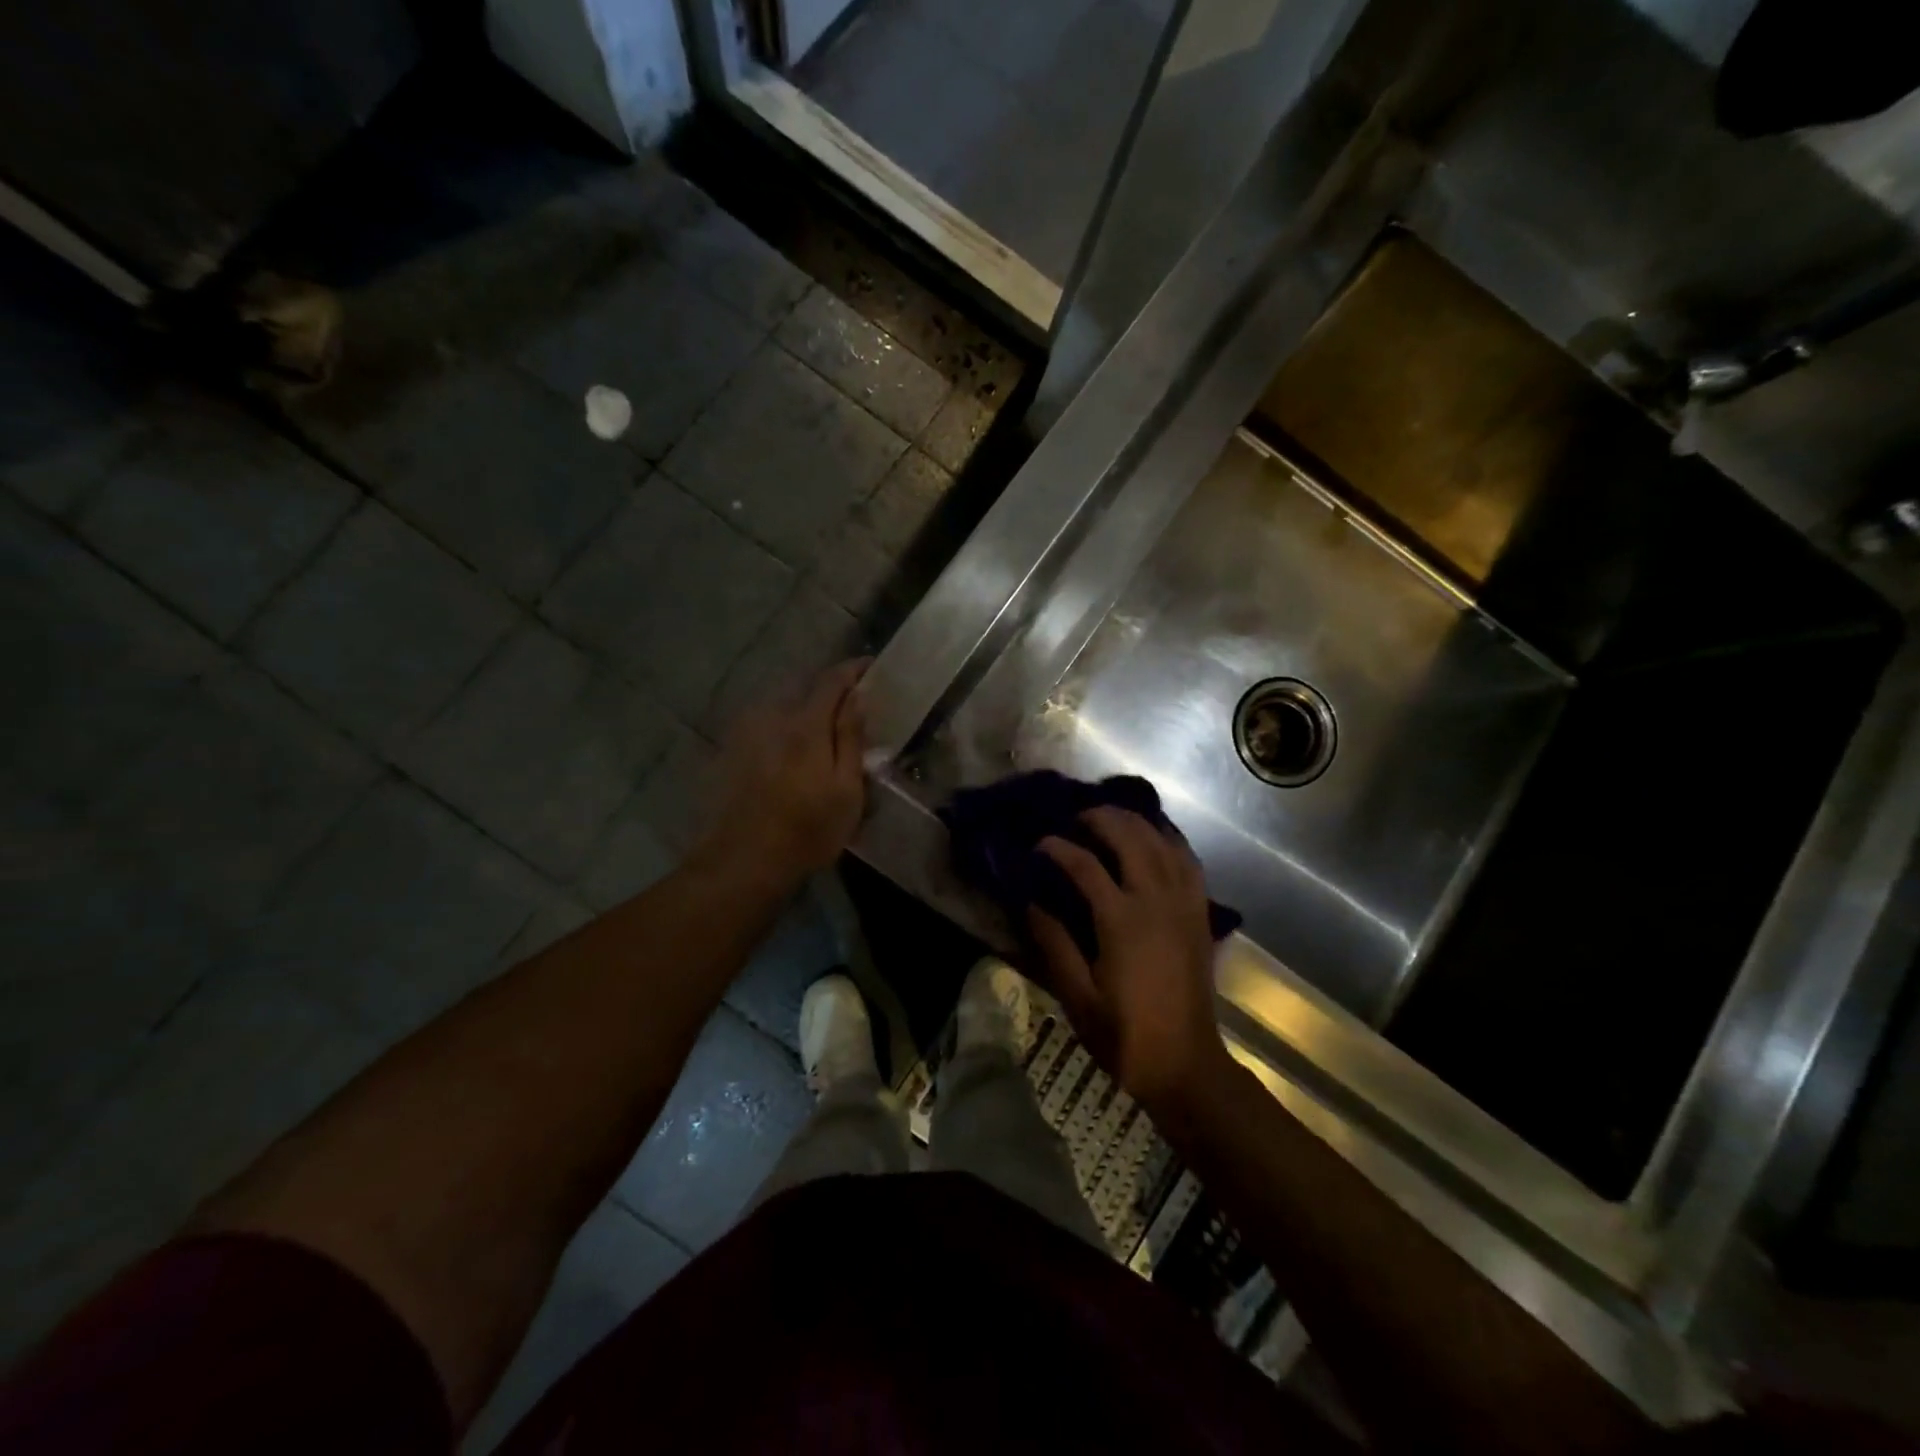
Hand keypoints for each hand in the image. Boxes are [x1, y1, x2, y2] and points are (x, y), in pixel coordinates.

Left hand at [701, 659, 869, 879]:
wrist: (744, 860)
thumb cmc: (808, 829)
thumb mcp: (846, 788)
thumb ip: (850, 738)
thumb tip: (858, 696)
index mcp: (806, 725)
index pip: (832, 680)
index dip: (853, 670)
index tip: (871, 666)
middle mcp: (774, 718)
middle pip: (805, 688)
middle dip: (830, 688)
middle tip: (852, 701)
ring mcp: (749, 734)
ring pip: (783, 705)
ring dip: (805, 706)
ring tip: (823, 725)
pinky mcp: (734, 751)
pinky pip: (766, 723)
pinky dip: (785, 724)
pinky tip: (791, 747)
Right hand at [1029, 808, 1229, 1113]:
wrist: (1186, 1064)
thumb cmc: (1125, 1036)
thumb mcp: (1077, 997)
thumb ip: (1054, 944)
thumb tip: (1031, 902)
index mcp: (1122, 921)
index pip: (1084, 865)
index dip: (1057, 848)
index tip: (1038, 845)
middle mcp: (1156, 900)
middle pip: (1129, 837)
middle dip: (1100, 818)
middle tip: (1074, 818)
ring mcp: (1184, 903)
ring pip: (1162, 841)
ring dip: (1135, 821)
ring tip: (1110, 817)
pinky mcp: (1199, 912)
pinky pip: (1188, 860)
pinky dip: (1170, 838)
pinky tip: (1155, 835)